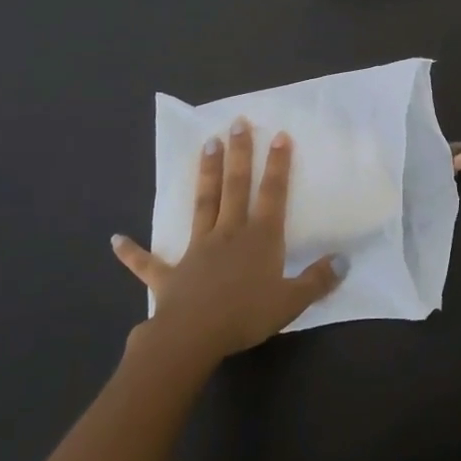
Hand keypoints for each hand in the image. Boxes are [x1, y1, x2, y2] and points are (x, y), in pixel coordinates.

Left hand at [113, 119, 343, 363]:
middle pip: (235, 186)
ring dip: (205, 175)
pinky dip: (132, 252)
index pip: (272, 194)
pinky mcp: (170, 274)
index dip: (278, 165)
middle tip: (236, 122)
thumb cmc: (246, 316)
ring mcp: (197, 250)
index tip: (279, 134)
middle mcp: (229, 233)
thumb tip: (345, 260)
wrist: (192, 337)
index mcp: (259, 238)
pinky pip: (148, 263)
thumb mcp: (292, 301)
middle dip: (239, 154)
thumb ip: (318, 280)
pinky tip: (115, 240)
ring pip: (202, 204)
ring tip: (206, 145)